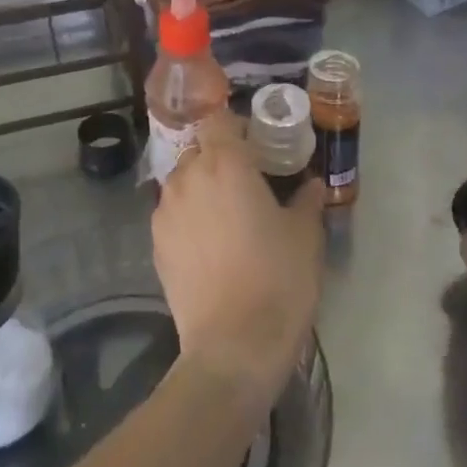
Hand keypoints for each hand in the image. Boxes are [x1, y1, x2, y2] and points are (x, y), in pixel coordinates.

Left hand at [152, 113, 324, 416]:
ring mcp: (166, 210)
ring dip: (202, 187)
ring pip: (183, 181)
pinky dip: (188, 216)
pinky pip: (173, 212)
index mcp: (225, 163)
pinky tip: (209, 245)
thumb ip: (306, 200)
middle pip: (199, 149)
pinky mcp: (155, 242)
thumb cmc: (277, 280)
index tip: (256, 145)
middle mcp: (188, 176)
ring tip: (226, 216)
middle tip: (247, 182)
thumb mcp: (305, 236)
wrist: (233, 346)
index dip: (236, 127)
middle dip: (219, 158)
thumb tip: (312, 185)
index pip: (219, 119)